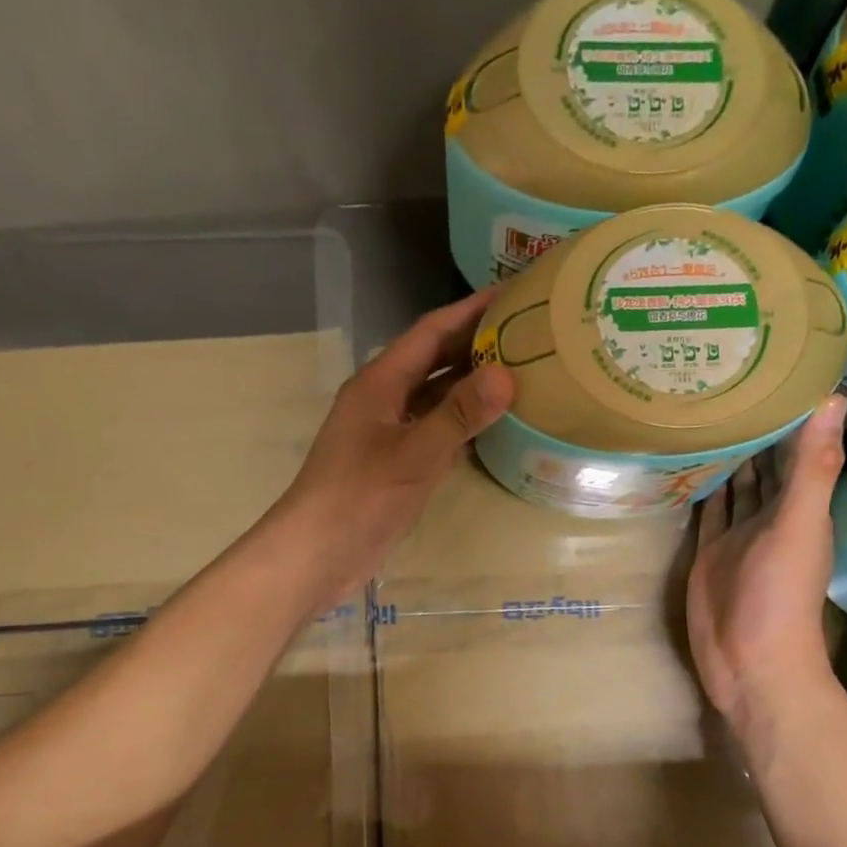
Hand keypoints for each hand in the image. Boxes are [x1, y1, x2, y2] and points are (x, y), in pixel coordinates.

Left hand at [271, 289, 513, 600]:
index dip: (469, 311)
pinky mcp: (397, 465)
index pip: (430, 333)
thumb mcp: (413, 454)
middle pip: (435, 362)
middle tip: (527, 334)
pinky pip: (436, 433)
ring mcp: (390, 434)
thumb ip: (458, 415)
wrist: (319, 552)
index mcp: (380, 383)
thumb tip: (506, 375)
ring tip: (521, 374)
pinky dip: (463, 426)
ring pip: (437, 399)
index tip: (512, 294)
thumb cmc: (359, 497)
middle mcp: (385, 400)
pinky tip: (494, 427)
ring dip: (472, 387)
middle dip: (476, 345)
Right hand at [686, 395, 846, 737]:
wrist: (750, 662)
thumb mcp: (799, 527)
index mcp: (800, 506)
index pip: (796, 448)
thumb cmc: (780, 596)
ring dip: (725, 454)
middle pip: (762, 463)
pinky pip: (705, 512)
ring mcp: (735, 535)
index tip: (771, 368)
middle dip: (752, 427)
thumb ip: (812, 468)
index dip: (789, 412)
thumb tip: (832, 398)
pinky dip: (701, 488)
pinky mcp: (707, 554)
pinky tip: (687, 462)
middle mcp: (769, 515)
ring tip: (705, 410)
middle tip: (727, 380)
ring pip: (733, 485)